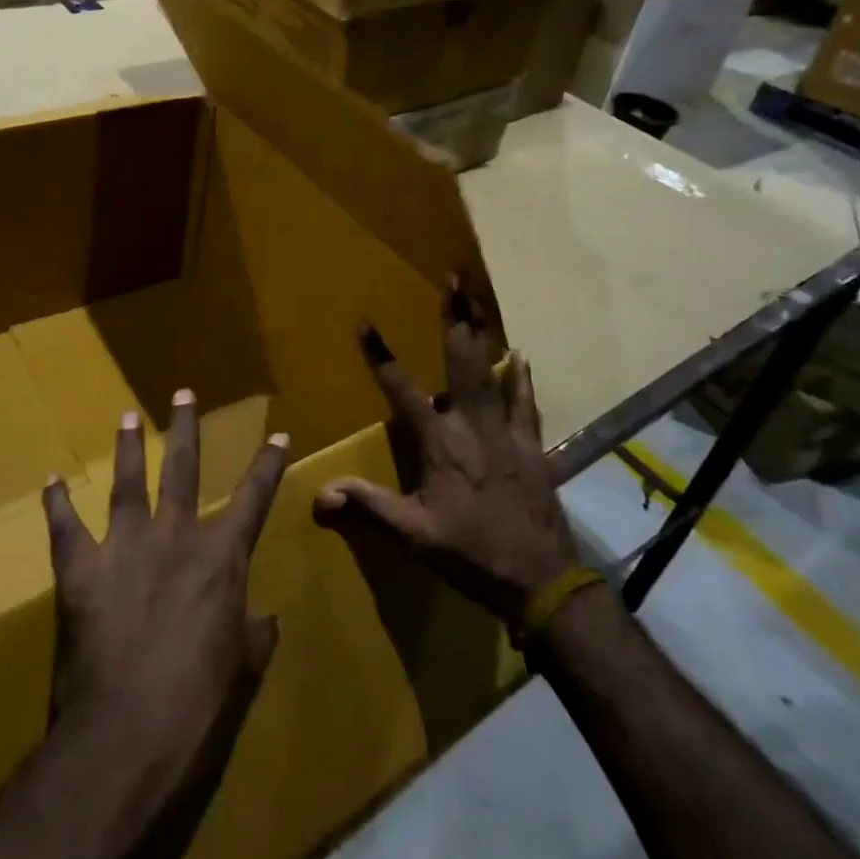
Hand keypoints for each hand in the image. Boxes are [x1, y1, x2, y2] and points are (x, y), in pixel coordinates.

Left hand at [40, 388, 289, 788]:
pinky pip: (65, 527)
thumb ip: (255, 635)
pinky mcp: (81, 569)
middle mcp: (175, 536)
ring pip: (128, 482)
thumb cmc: (199, 704)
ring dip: (128, 448)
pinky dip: (57, 504)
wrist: (128, 732)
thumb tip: (268, 619)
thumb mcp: (242, 670)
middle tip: (183, 393)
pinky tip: (52, 481)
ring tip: (127, 416)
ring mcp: (126, 546)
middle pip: (183, 469)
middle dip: (186, 428)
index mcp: (221, 557)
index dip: (268, 465)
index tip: (278, 434)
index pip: (254, 498)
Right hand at [312, 282, 582, 625]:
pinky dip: (520, 378)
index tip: (365, 322)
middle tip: (453, 278)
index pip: (401, 389)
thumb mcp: (413, 535)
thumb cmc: (471, 553)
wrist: (541, 580)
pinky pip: (525, 402)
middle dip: (454, 317)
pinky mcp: (530, 444)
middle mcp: (470, 423)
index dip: (381, 355)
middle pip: (460, 359)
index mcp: (438, 441)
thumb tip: (319, 494)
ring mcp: (504, 430)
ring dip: (484, 333)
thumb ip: (368, 507)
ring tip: (480, 299)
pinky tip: (519, 356)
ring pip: (492, 370)